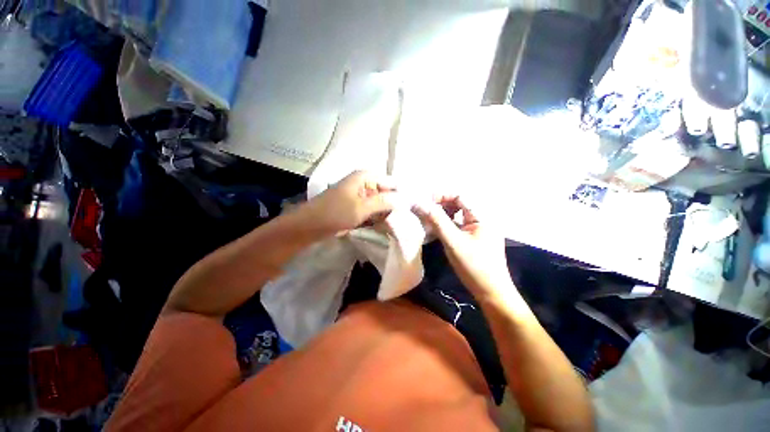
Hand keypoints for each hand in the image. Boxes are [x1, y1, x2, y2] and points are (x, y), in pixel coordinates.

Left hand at [303, 171, 396, 234]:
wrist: (309, 226)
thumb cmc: (334, 213)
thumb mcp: (361, 207)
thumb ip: (384, 201)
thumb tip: (405, 199)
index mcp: (365, 177)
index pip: (392, 182)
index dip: (402, 194)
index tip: (411, 209)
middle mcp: (365, 183)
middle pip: (387, 192)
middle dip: (395, 205)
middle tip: (405, 219)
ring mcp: (360, 195)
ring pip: (380, 202)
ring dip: (387, 212)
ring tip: (397, 224)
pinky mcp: (357, 206)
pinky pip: (373, 210)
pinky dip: (378, 217)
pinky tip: (384, 225)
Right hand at [412, 196, 511, 297]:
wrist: (491, 292)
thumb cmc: (474, 266)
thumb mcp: (453, 242)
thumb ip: (437, 221)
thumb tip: (420, 204)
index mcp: (483, 215)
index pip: (461, 195)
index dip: (442, 195)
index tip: (425, 202)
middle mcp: (483, 218)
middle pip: (459, 203)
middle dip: (441, 205)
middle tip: (425, 211)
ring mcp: (479, 228)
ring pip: (458, 213)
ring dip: (443, 214)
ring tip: (429, 219)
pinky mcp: (474, 237)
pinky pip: (458, 224)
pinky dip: (447, 224)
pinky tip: (436, 230)